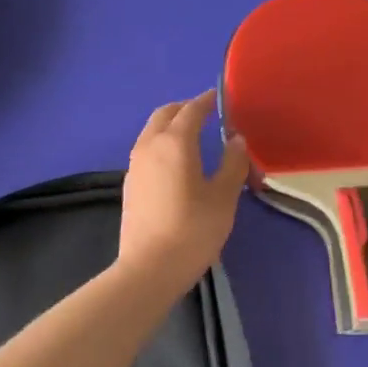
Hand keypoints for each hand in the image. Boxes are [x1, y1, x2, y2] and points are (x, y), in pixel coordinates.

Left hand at [119, 91, 249, 290]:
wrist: (150, 269)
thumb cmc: (193, 230)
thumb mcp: (224, 197)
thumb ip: (233, 163)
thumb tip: (236, 140)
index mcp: (175, 142)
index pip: (191, 110)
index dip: (206, 101)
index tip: (219, 98)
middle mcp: (150, 146)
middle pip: (164, 115)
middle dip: (184, 109)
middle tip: (205, 114)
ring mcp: (135, 166)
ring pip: (151, 132)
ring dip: (170, 126)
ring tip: (192, 137)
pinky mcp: (130, 185)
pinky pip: (146, 151)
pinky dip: (161, 144)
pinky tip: (176, 163)